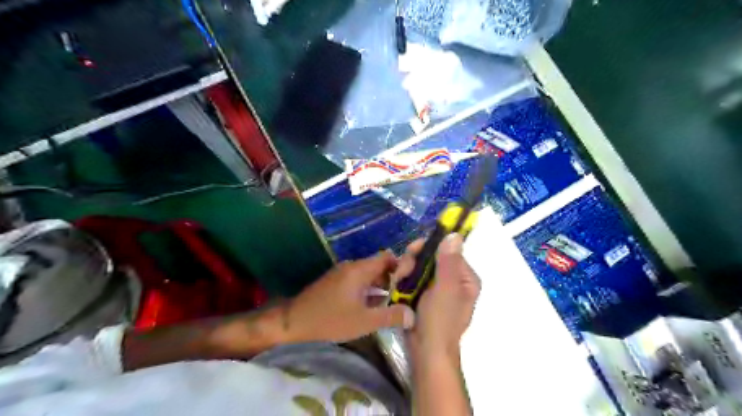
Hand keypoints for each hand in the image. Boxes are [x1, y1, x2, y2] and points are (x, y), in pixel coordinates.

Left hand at [285, 250, 414, 343]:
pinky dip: (368, 290)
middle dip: (393, 279)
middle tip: (406, 295)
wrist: (294, 322)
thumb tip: (412, 314)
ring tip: (394, 302)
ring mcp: (342, 274)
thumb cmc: (331, 319)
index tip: (412, 280)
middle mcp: (352, 267)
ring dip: (381, 286)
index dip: (402, 265)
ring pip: (368, 275)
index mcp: (360, 270)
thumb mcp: (364, 321)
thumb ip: (390, 316)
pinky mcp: (335, 282)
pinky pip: (358, 281)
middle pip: (378, 266)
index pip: (387, 257)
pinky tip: (374, 306)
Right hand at [400, 235, 481, 360]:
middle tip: (402, 273)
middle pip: (430, 258)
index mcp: (464, 277)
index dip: (427, 248)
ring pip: (418, 267)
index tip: (411, 252)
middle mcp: (453, 279)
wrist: (426, 351)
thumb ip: (448, 261)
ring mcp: (437, 288)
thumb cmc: (439, 320)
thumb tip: (455, 234)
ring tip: (398, 285)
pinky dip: (404, 282)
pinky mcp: (423, 295)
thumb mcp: (445, 289)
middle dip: (413, 263)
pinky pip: (413, 279)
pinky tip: (397, 288)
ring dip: (405, 273)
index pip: (446, 250)